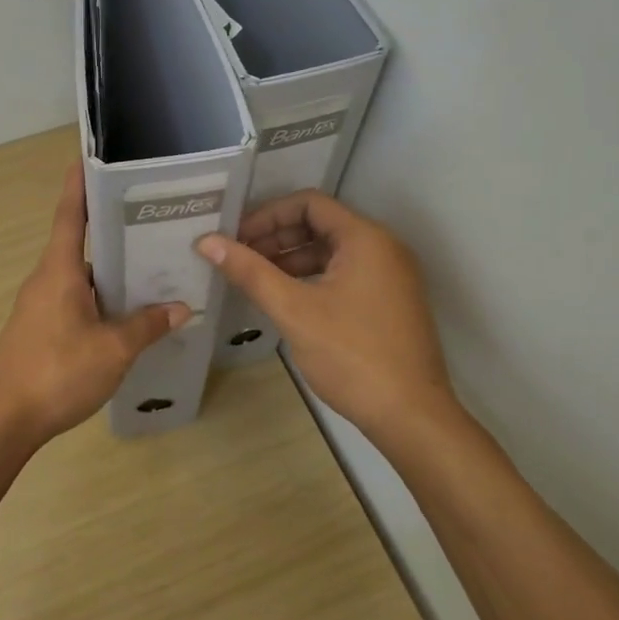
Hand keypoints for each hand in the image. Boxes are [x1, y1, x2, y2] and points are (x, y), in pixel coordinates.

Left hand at [0, 162, 189, 445]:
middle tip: (149, 218)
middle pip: (78, 243)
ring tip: (147, 266)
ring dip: (108, 269)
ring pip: (78, 276)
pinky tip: (123, 313)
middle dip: (109, 228)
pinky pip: (73, 299)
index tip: (90, 158)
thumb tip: (179, 307)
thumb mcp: (112, 350)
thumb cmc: (57, 373)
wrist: (4, 420)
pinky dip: (98, 296)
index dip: (79, 185)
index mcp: (59, 271)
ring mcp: (39, 305)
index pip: (70, 215)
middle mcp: (45, 280)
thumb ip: (146, 325)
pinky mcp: (38, 329)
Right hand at [197, 191, 458, 449]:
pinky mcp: (388, 302)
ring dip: (290, 259)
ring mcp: (389, 277)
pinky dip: (310, 279)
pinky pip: (343, 274)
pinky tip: (284, 299)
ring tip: (253, 279)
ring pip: (331, 252)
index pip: (309, 203)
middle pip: (320, 224)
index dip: (267, 215)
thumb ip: (250, 271)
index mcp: (366, 239)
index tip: (236, 238)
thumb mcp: (293, 310)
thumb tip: (207, 242)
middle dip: (276, 237)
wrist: (411, 417)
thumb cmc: (352, 355)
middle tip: (238, 258)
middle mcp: (383, 248)